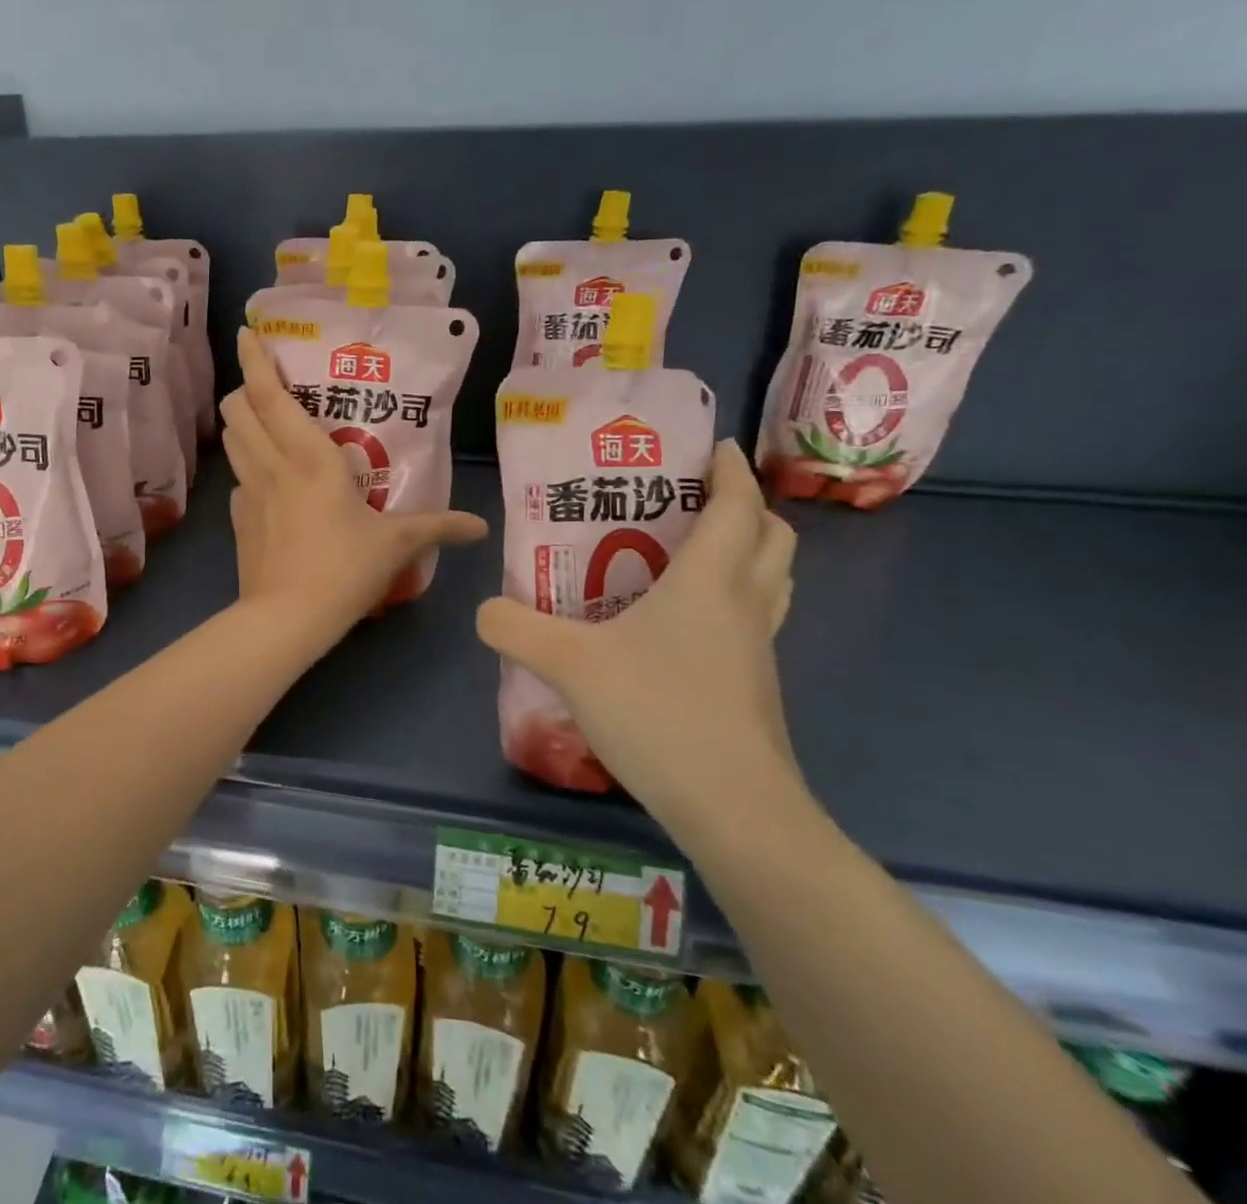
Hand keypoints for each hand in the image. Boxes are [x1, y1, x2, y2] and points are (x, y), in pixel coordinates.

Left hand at [220, 328, 487, 649]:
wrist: (286, 619)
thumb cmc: (343, 569)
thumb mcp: (396, 545)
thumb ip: (438, 527)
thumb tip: (480, 527)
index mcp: (308, 456)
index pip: (269, 395)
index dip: (255, 360)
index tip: (247, 332)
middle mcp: (270, 464)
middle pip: (237, 409)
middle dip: (245, 389)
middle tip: (270, 389)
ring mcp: (247, 491)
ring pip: (231, 439)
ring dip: (241, 422)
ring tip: (265, 422)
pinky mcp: (236, 519)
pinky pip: (238, 479)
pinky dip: (248, 468)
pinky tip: (270, 485)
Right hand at [476, 440, 805, 841]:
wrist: (734, 809)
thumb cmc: (659, 713)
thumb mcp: (568, 663)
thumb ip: (516, 627)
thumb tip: (485, 610)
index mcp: (711, 581)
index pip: (740, 506)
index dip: (732, 471)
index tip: (714, 448)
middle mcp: (745, 605)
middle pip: (772, 538)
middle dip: (746, 508)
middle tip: (693, 500)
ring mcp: (757, 650)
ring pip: (772, 581)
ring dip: (746, 554)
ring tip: (690, 552)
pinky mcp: (754, 687)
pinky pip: (753, 621)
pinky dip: (732, 601)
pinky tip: (679, 625)